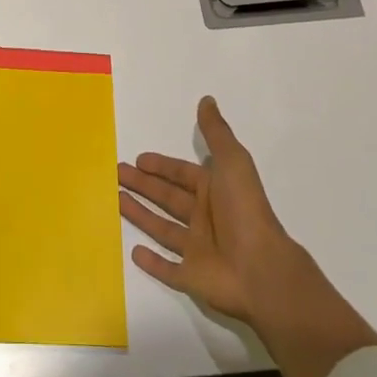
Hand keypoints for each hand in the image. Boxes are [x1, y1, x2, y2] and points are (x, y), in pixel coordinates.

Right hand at [119, 97, 376, 376]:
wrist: (261, 269)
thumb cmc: (244, 211)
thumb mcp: (232, 162)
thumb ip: (216, 133)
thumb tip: (207, 99)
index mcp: (214, 191)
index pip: (182, 174)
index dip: (161, 166)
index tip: (138, 159)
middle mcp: (205, 217)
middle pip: (167, 198)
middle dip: (143, 185)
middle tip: (116, 173)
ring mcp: (198, 249)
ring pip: (162, 228)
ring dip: (140, 214)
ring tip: (115, 200)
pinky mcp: (192, 277)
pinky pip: (168, 268)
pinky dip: (152, 262)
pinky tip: (133, 251)